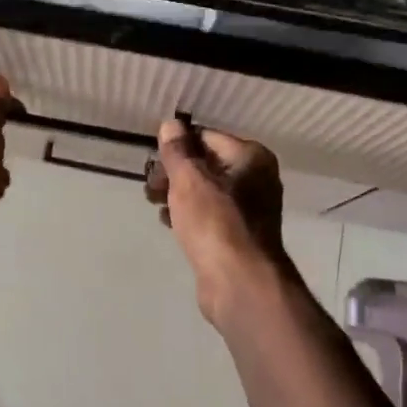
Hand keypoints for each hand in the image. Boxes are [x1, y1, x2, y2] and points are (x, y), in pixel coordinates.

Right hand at [146, 119, 289, 324]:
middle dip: (174, 172)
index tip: (153, 160)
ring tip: (153, 202)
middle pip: (206, 164)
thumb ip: (178, 151)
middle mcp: (256, 179)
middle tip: (150, 186)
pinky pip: (209, 215)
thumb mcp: (189, 180)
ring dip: (177, 194)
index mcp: (251, 158)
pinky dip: (188, 215)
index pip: (207, 137)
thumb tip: (171, 124)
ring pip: (205, 191)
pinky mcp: (238, 236)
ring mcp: (249, 209)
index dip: (178, 146)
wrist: (239, 283)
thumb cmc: (215, 223)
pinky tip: (168, 222)